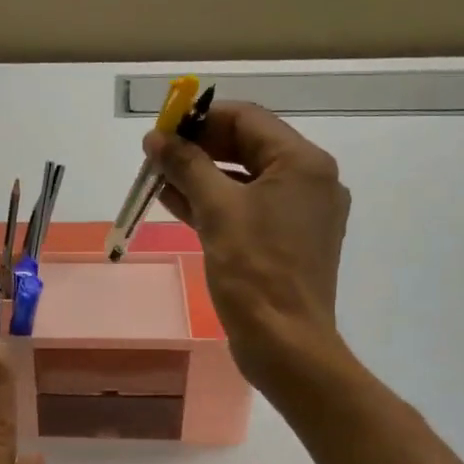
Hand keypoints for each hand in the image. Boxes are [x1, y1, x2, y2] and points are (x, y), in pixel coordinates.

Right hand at [144, 101, 352, 401]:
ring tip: (156, 175)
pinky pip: (245, 208)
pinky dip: (212, 202)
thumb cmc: (255, 271)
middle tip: (155, 154)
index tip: (161, 129)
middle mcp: (308, 180)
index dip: (200, 119)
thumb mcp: (217, 210)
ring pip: (242, 179)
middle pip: (246, 146)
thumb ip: (186, 166)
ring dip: (200, 174)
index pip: (247, 119)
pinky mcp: (284, 240)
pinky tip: (174, 201)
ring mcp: (298, 213)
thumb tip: (156, 138)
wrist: (285, 344)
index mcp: (303, 164)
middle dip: (197, 147)